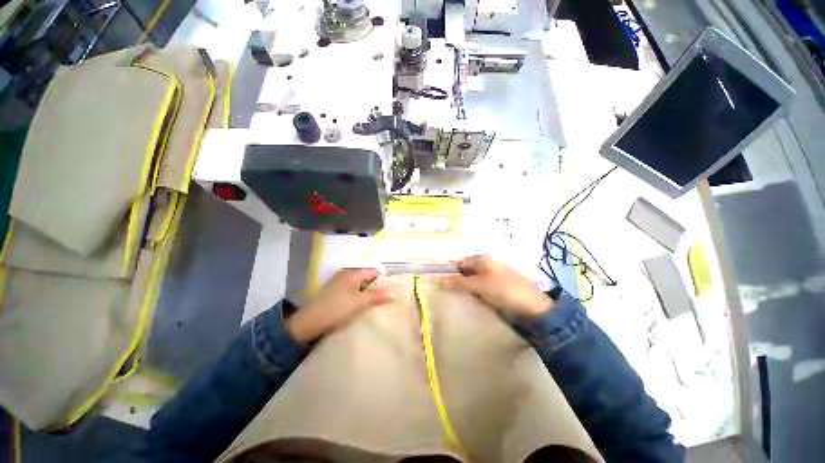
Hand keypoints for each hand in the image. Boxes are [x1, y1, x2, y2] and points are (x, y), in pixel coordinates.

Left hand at [286, 268, 391, 342]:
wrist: (309, 322)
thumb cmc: (337, 309)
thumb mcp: (360, 303)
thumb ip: (377, 296)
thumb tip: (394, 293)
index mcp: (352, 273)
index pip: (373, 271)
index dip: (383, 280)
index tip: (389, 292)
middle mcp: (345, 274)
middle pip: (366, 278)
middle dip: (375, 287)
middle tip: (384, 299)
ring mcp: (338, 283)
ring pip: (359, 285)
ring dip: (366, 293)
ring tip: (374, 304)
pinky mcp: (334, 292)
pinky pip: (351, 290)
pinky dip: (358, 296)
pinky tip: (360, 306)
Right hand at [442, 255, 552, 318]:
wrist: (532, 308)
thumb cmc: (504, 290)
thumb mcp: (479, 285)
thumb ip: (459, 282)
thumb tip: (438, 280)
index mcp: (483, 260)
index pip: (460, 262)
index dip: (450, 271)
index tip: (439, 282)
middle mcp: (487, 266)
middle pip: (465, 271)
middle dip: (456, 280)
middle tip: (445, 291)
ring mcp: (492, 278)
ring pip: (472, 281)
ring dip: (464, 288)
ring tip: (454, 297)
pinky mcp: (496, 289)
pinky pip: (479, 289)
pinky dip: (473, 293)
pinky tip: (469, 300)